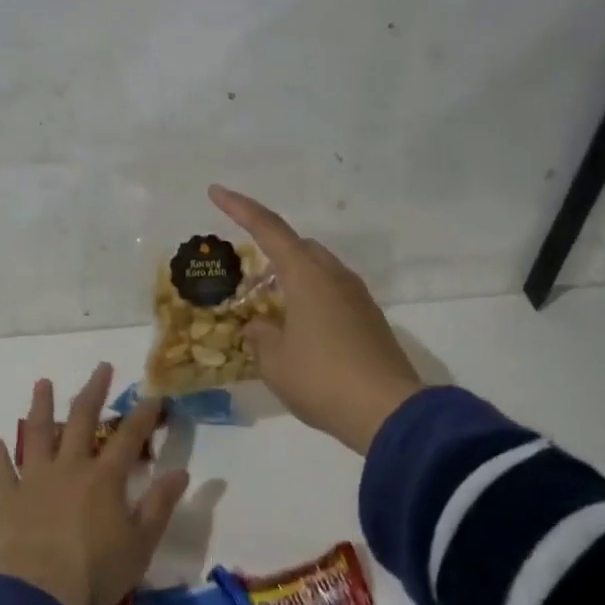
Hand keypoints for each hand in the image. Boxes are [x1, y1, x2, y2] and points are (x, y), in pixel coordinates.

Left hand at [0, 363, 189, 604]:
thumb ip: (159, 505)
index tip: (154, 395)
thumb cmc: (95, 570)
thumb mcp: (140, 544)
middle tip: (101, 367)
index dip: (144, 415)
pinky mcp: (8, 500)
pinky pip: (2, 471)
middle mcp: (70, 468)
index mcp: (104, 478)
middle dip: (94, 392)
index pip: (128, 437)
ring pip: (38, 434)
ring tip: (43, 383)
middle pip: (81, 421)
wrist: (35, 593)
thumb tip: (181, 471)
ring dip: (41, 406)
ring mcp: (35, 480)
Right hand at [209, 185, 423, 453]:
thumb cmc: (322, 379)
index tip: (216, 191)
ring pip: (318, 271)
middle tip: (248, 279)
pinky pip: (333, 294)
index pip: (269, 229)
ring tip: (271, 312)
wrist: (388, 413)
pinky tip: (300, 332)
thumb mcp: (274, 362)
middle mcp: (335, 276)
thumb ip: (260, 336)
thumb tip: (259, 326)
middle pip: (299, 247)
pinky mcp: (370, 319)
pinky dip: (311, 300)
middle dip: (271, 252)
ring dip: (292, 280)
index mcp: (307, 276)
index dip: (240, 208)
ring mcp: (358, 297)